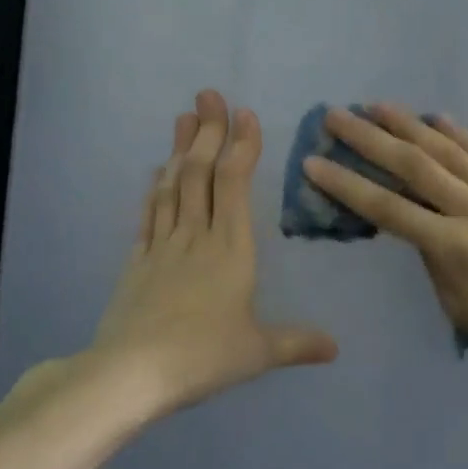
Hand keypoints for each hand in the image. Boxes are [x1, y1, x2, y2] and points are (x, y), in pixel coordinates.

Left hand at [86, 90, 337, 416]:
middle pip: (200, 173)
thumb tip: (336, 348)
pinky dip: (154, 188)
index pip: (235, 184)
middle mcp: (196, 236)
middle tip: (208, 95)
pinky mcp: (137, 262)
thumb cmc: (203, 356)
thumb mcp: (258, 352)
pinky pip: (148, 214)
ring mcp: (162, 246)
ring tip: (184, 117)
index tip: (245, 114)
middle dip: (208, 132)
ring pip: (172, 186)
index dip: (241, 146)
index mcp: (231, 249)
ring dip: (179, 149)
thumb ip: (297, 343)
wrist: (131, 373)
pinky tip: (155, 172)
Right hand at [301, 104, 467, 383]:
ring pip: (450, 151)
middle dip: (370, 139)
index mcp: (454, 248)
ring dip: (410, 125)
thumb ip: (433, 258)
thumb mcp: (458, 305)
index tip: (314, 162)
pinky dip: (461, 134)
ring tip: (378, 106)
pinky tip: (438, 118)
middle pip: (414, 166)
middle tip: (337, 116)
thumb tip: (419, 223)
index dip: (346, 184)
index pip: (387, 208)